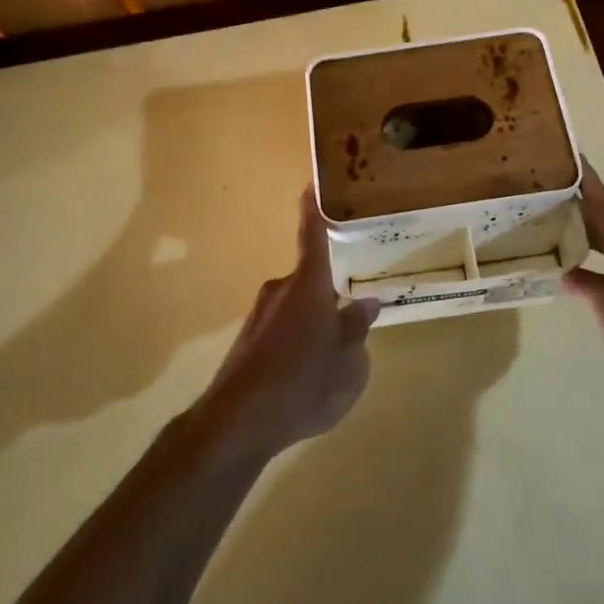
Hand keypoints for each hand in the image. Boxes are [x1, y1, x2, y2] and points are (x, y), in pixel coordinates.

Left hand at [195, 189, 382, 461]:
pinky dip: (299, 340)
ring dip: (316, 320)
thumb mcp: (348, 364)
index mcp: (308, 285)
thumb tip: (366, 303)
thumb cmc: (303, 385)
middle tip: (357, 303)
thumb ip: (356, 330)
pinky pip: (284, 328)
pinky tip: (309, 372)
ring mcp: (260, 315)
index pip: (313, 233)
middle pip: (312, 278)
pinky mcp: (249, 340)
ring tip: (336, 352)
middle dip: (332, 289)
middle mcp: (281, 290)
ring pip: (298, 306)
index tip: (314, 180)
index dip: (315, 207)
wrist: (237, 423)